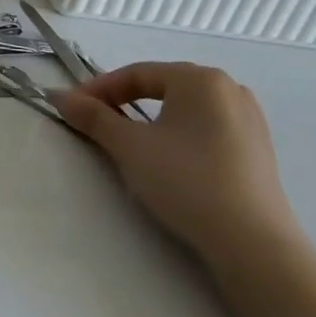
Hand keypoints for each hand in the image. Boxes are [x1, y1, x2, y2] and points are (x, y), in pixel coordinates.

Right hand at [53, 62, 300, 270]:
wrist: (252, 243)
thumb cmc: (185, 180)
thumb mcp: (129, 146)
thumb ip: (92, 116)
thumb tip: (58, 96)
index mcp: (200, 79)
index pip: (136, 73)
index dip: (98, 89)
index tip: (71, 108)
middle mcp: (230, 89)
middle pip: (162, 86)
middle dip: (123, 101)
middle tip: (94, 122)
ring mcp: (250, 119)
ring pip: (184, 108)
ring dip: (150, 118)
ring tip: (127, 140)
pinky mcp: (257, 149)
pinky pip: (205, 127)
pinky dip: (178, 134)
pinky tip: (167, 158)